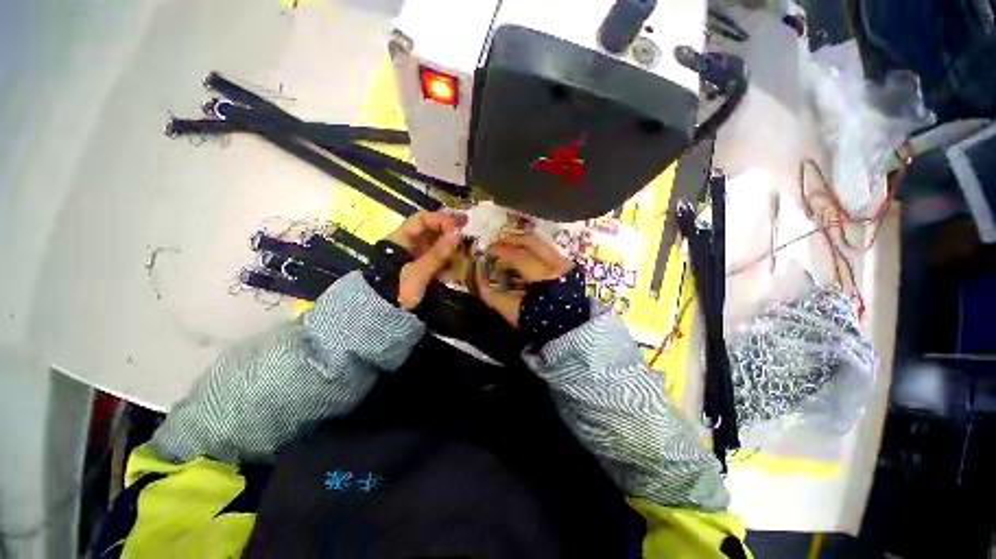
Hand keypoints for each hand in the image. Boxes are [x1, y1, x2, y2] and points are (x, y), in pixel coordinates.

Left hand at [386, 211, 465, 310]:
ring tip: (467, 242)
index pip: (422, 219)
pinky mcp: (422, 268)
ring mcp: (415, 256)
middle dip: (448, 229)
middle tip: (467, 228)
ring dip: (450, 242)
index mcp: (401, 238)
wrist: (384, 312)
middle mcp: (409, 243)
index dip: (440, 220)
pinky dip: (448, 256)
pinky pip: (437, 257)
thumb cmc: (397, 287)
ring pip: (435, 243)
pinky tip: (459, 258)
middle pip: (430, 230)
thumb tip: (457, 234)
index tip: (458, 226)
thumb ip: (438, 253)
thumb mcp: (418, 271)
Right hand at [475, 234, 573, 326]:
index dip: (501, 250)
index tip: (490, 250)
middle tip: (499, 242)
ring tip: (511, 246)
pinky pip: (550, 251)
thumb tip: (481, 283)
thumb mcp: (514, 313)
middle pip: (532, 241)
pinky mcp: (571, 268)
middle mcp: (555, 264)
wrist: (569, 329)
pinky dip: (536, 249)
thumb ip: (495, 298)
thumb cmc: (540, 321)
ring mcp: (565, 264)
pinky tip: (528, 255)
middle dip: (512, 239)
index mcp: (542, 276)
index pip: (518, 255)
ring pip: (542, 243)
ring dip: (525, 242)